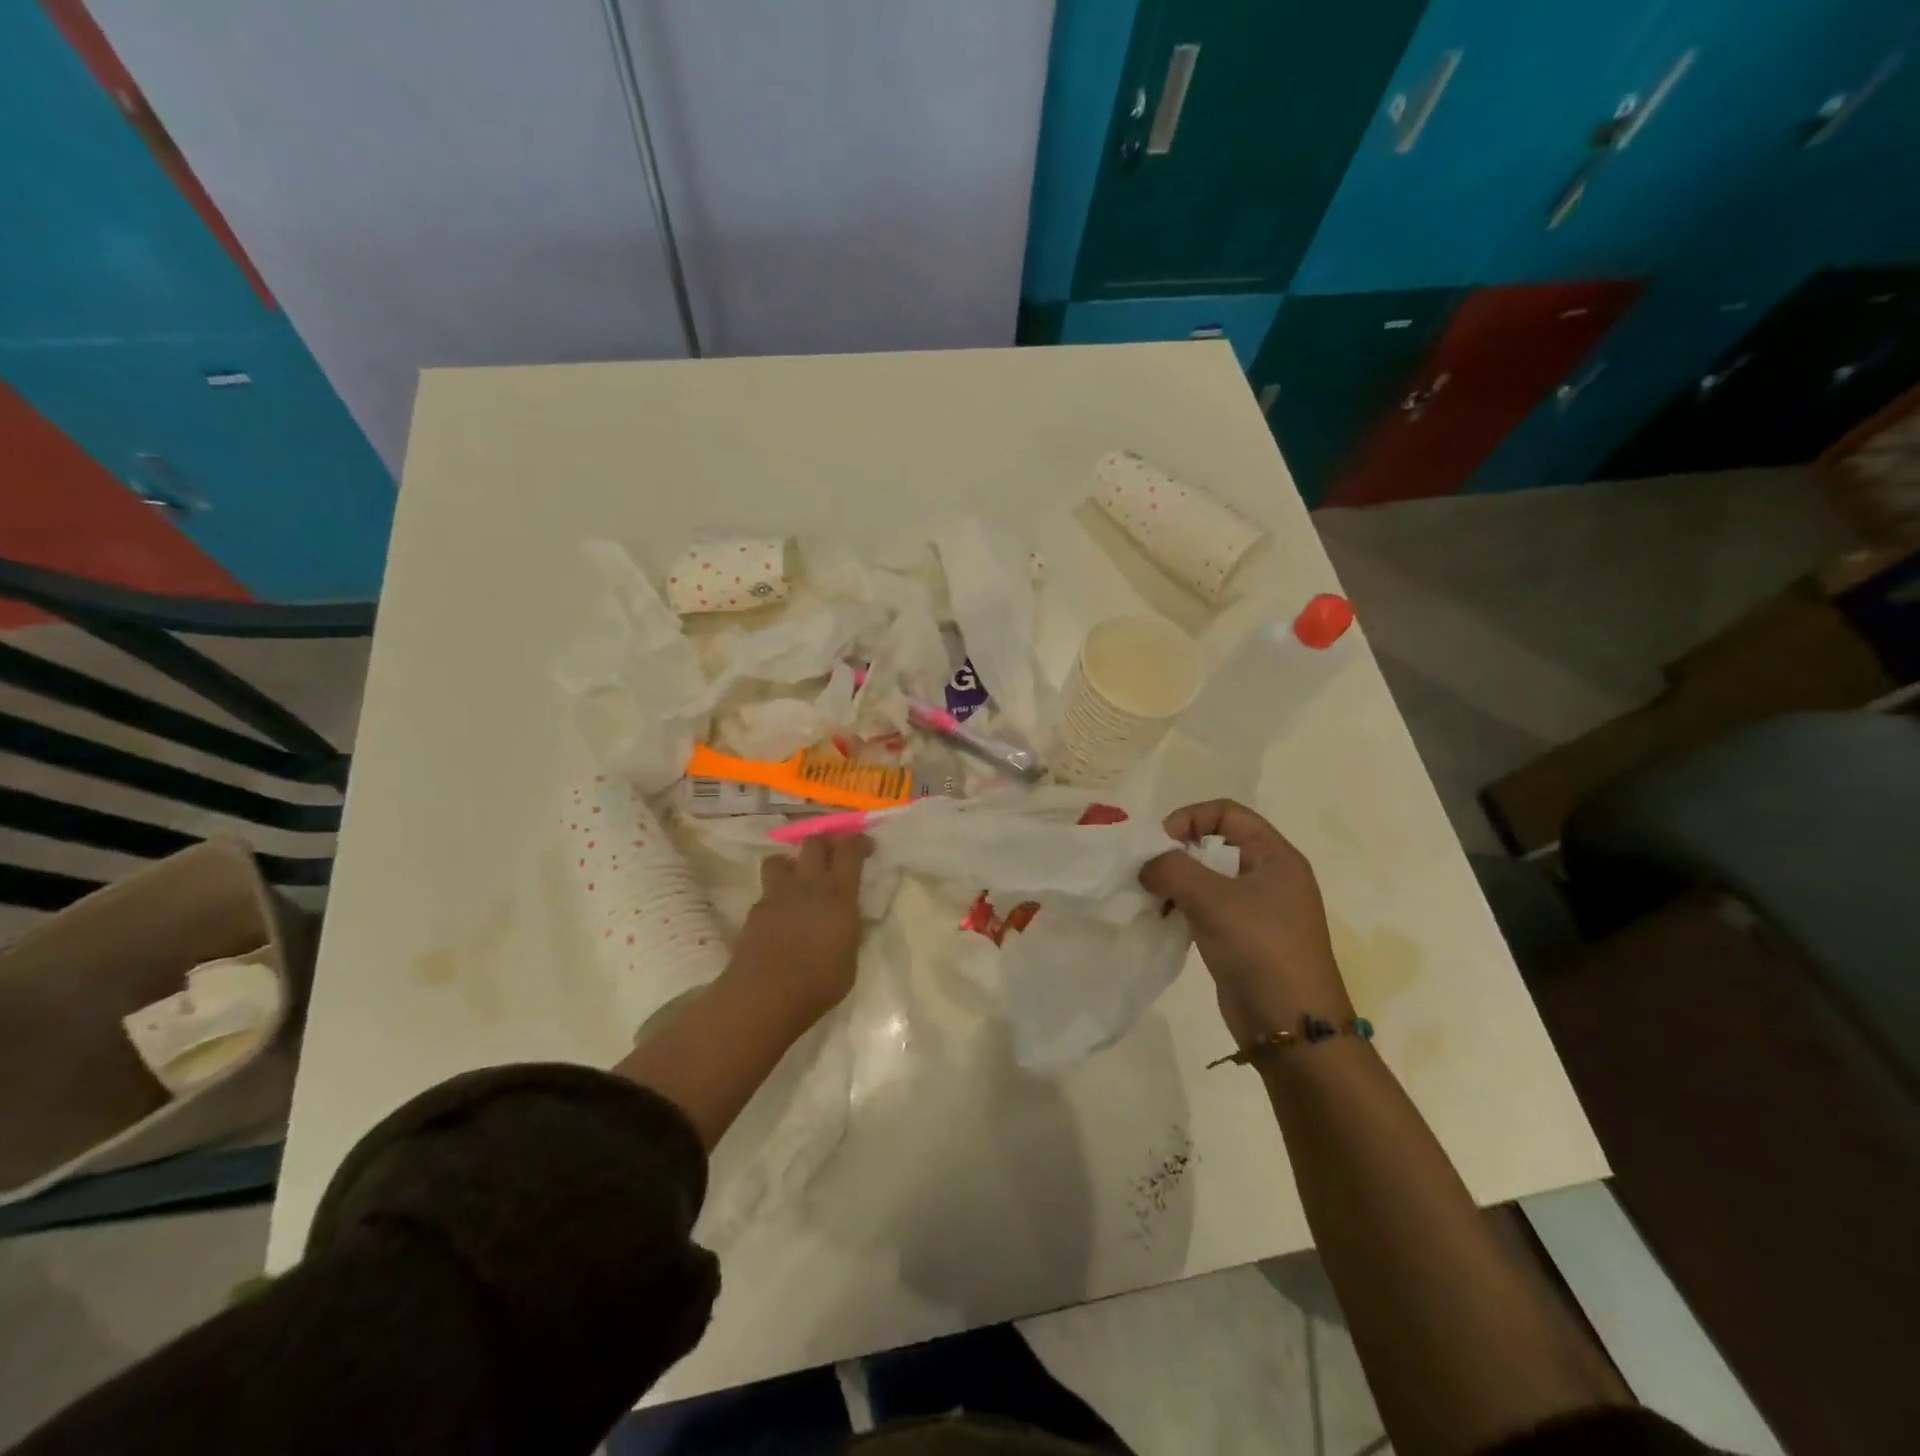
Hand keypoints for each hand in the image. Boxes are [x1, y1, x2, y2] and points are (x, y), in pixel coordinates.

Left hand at [727, 834, 873, 1024]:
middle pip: (813, 843)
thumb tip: (849, 918)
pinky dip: (776, 895)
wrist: (766, 996)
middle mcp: (807, 885)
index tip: (867, 846)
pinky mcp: (755, 911)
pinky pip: (767, 891)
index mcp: (838, 894)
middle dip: (826, 842)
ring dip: (792, 863)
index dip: (858, 842)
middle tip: (833, 855)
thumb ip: (850, 929)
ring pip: (780, 858)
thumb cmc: (819, 982)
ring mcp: (777, 895)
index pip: (849, 850)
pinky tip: (781, 913)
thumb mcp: (850, 957)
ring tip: (798, 878)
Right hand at [1140, 800, 1351, 1046]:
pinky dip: (1182, 907)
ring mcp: (1258, 909)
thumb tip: (1147, 865)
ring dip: (1176, 882)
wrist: (1292, 1027)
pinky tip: (1163, 921)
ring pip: (1207, 878)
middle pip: (1215, 843)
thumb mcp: (1212, 899)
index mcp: (1275, 856)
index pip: (1227, 812)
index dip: (1189, 818)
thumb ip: (1172, 869)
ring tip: (1151, 900)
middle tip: (1148, 872)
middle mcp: (1269, 875)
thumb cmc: (1259, 949)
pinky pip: (1207, 907)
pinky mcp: (1244, 937)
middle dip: (1177, 853)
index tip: (1159, 844)